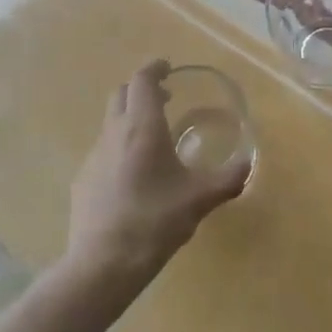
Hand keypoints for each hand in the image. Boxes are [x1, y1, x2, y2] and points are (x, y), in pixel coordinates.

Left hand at [64, 60, 248, 294]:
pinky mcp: (83, 180)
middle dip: (142, 89)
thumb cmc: (154, 222)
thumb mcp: (199, 200)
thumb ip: (227, 179)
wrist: (102, 264)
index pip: (142, 80)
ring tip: (154, 139)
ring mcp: (93, 156)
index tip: (168, 67)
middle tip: (165, 98)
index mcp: (142, 128)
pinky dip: (120, 146)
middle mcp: (114, 133)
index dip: (154, 68)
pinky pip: (103, 150)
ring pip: (111, 122)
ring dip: (130, 118)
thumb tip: (248, 165)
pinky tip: (135, 176)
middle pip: (122, 94)